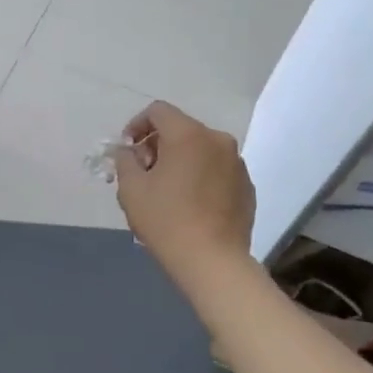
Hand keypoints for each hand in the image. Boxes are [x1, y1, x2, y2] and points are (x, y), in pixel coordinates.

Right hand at [113, 102, 255, 284]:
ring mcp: (237, 163)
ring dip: (181, 161)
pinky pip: (217, 170)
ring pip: (201, 150)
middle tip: (144, 173)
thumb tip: (129, 152)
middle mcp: (217, 140)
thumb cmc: (166, 220)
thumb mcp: (131, 188)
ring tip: (168, 191)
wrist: (213, 262)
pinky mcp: (247, 186)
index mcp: (188, 134)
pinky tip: (191, 204)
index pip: (158, 111)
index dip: (137, 125)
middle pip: (181, 129)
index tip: (128, 150)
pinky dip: (201, 177)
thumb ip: (125, 161)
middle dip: (158, 145)